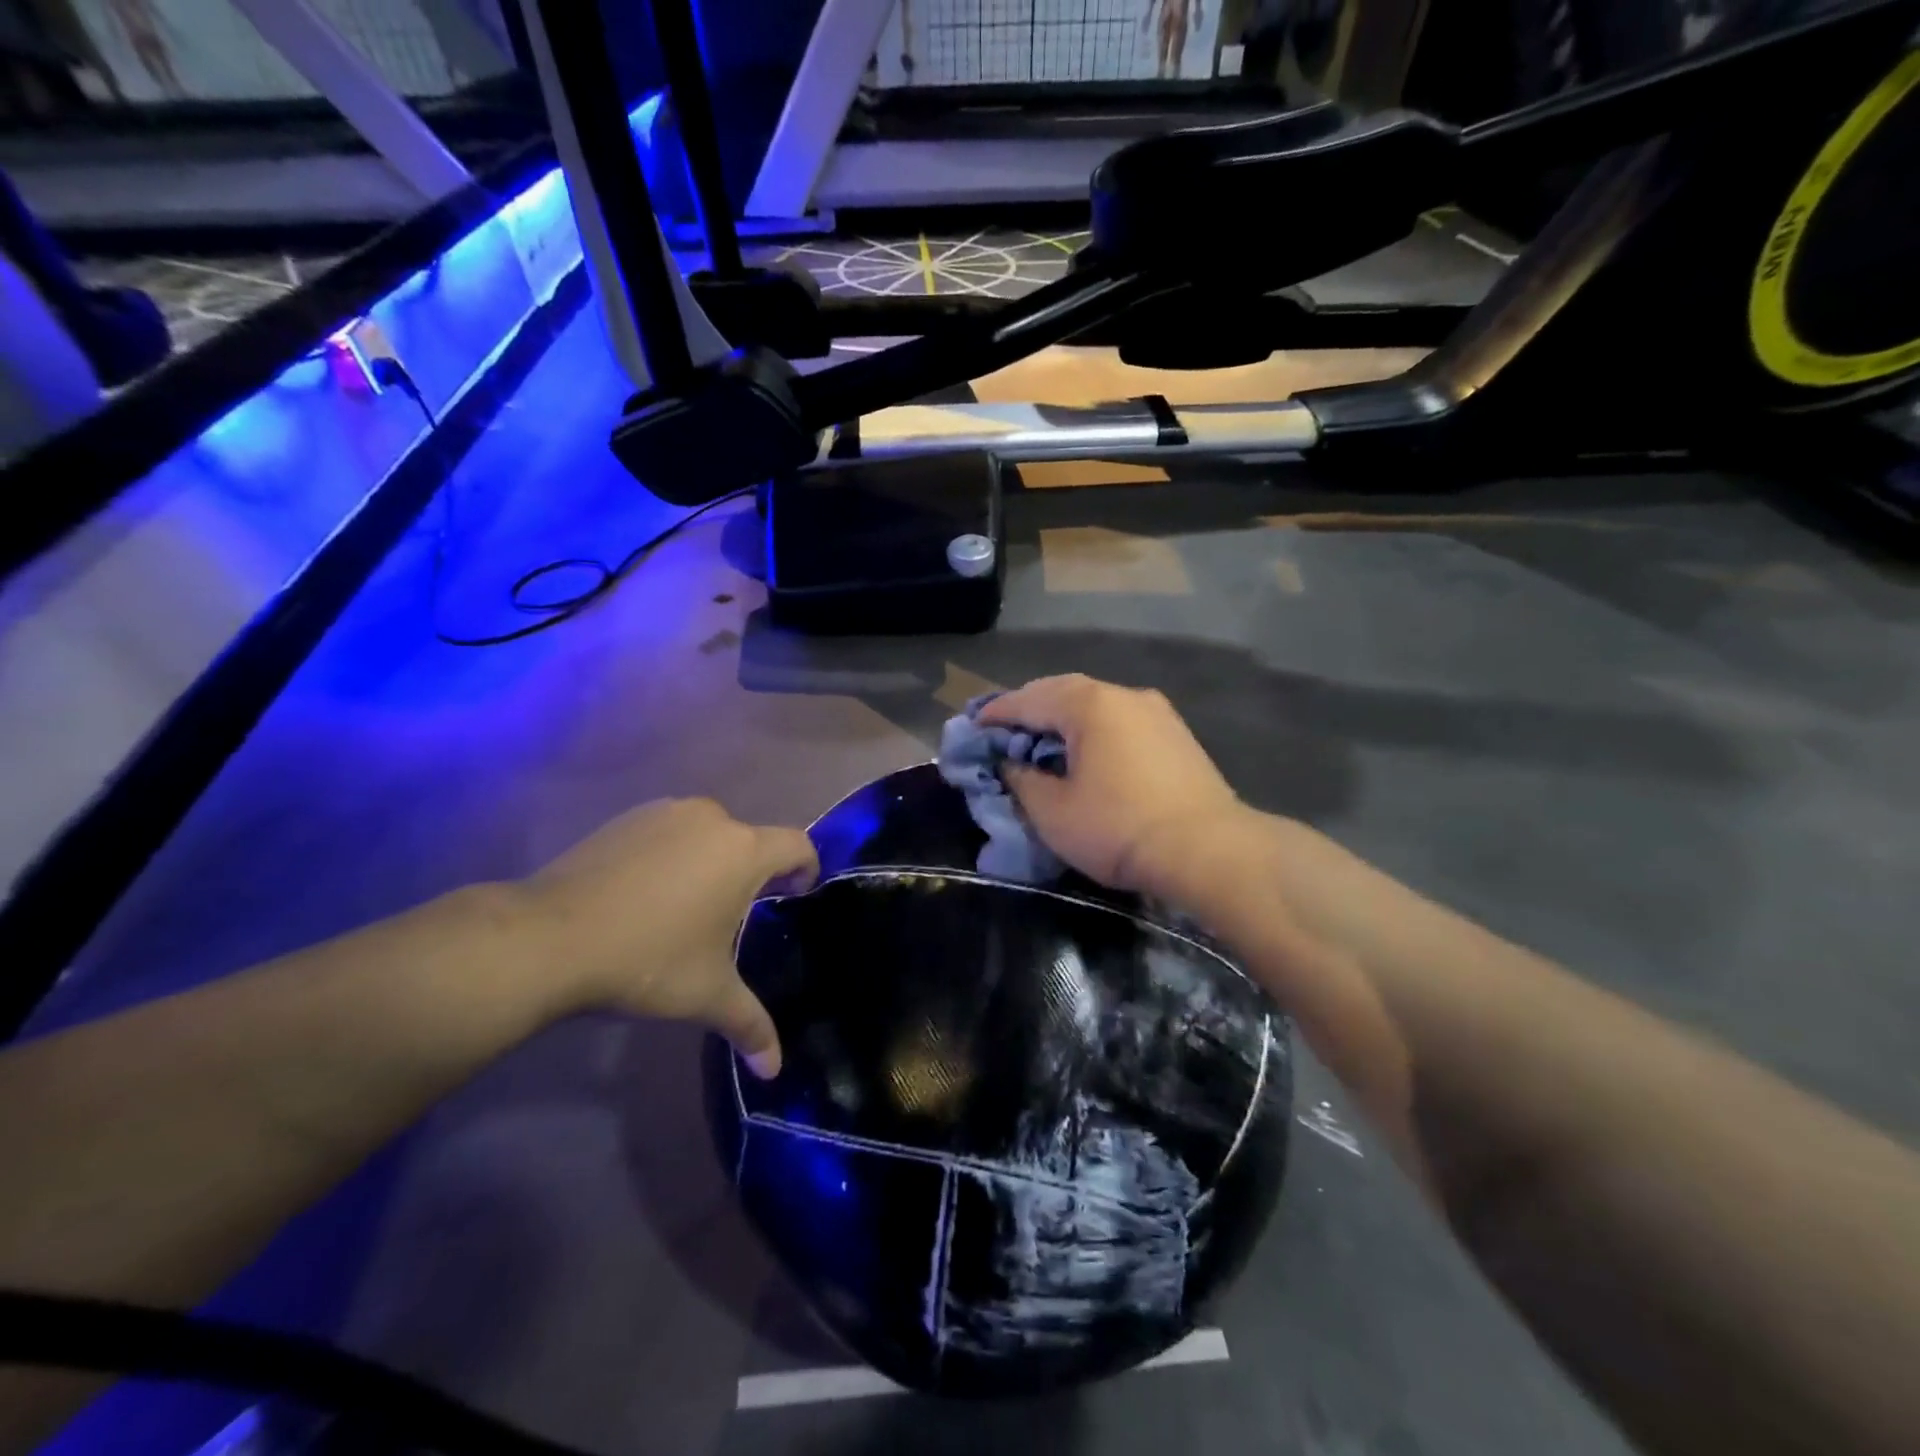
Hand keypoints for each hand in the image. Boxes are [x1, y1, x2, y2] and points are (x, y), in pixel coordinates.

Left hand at [514, 798, 817, 1076]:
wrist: (548, 936)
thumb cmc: (646, 960)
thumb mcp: (706, 995)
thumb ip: (750, 1025)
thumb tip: (774, 1069)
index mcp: (743, 851)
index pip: (797, 845)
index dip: (805, 870)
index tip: (792, 897)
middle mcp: (712, 818)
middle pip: (751, 840)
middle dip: (752, 873)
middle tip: (734, 916)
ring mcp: (666, 812)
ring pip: (709, 833)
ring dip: (711, 861)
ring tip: (688, 906)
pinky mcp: (628, 817)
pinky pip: (671, 831)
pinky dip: (673, 854)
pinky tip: (647, 893)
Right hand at [977, 675, 1254, 898]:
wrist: (1208, 850)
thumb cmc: (1118, 828)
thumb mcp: (1053, 811)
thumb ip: (1021, 780)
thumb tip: (1010, 764)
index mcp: (1088, 704)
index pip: (1027, 700)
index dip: (996, 714)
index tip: (972, 726)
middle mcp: (1123, 695)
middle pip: (1062, 692)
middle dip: (1029, 710)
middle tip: (1003, 732)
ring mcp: (1155, 711)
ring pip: (1095, 705)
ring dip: (1063, 719)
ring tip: (1041, 742)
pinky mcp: (1176, 734)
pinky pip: (1119, 721)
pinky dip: (1093, 730)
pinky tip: (1086, 753)